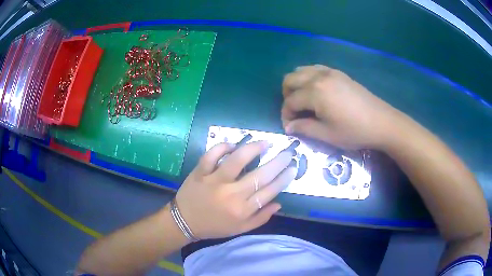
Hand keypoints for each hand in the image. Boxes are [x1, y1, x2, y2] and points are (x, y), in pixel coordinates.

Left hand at [173, 141, 296, 238]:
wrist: (184, 222)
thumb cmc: (214, 226)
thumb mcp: (240, 229)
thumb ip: (261, 218)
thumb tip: (279, 203)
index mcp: (242, 210)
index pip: (269, 191)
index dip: (283, 178)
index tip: (292, 168)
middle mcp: (231, 194)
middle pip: (259, 175)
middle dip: (277, 162)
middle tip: (287, 152)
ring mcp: (214, 181)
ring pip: (237, 160)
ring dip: (253, 149)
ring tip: (265, 143)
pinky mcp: (200, 172)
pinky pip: (212, 154)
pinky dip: (223, 147)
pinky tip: (233, 145)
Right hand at [281, 65, 400, 149]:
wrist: (381, 122)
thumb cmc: (354, 131)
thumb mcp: (327, 134)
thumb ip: (304, 129)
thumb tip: (288, 127)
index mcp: (315, 92)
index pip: (290, 101)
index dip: (286, 115)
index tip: (290, 127)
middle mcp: (318, 77)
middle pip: (290, 79)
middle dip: (287, 96)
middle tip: (295, 113)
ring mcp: (329, 72)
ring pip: (301, 70)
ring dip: (297, 85)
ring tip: (304, 101)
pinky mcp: (338, 73)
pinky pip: (315, 68)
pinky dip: (309, 77)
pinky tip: (316, 91)